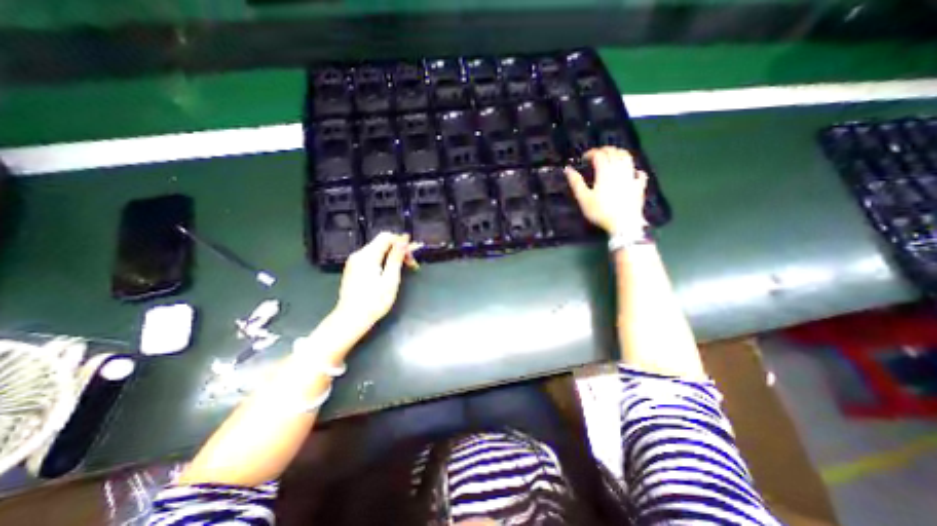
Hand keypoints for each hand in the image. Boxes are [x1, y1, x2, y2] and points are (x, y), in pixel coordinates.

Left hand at [335, 233, 410, 334]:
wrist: (350, 319)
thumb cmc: (374, 302)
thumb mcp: (390, 279)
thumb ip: (396, 257)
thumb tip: (404, 239)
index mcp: (368, 255)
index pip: (387, 237)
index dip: (402, 242)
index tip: (413, 256)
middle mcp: (359, 254)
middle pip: (382, 243)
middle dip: (399, 250)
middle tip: (411, 265)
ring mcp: (354, 262)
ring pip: (377, 250)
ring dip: (392, 256)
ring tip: (404, 269)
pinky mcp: (353, 270)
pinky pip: (371, 258)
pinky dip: (383, 261)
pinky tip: (390, 273)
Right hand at [566, 144, 649, 234]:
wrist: (623, 224)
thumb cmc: (600, 211)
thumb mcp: (584, 198)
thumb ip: (576, 182)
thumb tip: (568, 169)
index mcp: (605, 172)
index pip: (599, 154)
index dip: (591, 153)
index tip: (583, 158)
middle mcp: (620, 170)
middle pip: (614, 152)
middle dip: (604, 150)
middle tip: (596, 156)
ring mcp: (631, 177)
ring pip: (627, 158)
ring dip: (619, 154)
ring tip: (612, 157)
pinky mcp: (639, 186)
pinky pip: (639, 173)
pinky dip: (634, 169)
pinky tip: (632, 172)